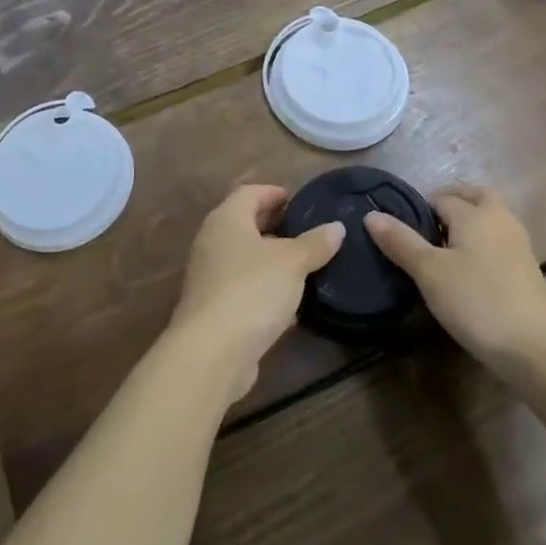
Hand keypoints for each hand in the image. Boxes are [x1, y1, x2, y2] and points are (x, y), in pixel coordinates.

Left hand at [169, 185, 344, 399]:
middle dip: (274, 225)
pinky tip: (288, 301)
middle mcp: (212, 241)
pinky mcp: (213, 308)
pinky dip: (263, 287)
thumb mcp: (292, 263)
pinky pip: (242, 287)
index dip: (273, 193)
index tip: (298, 200)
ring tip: (303, 264)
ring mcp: (209, 276)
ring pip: (243, 257)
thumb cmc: (252, 290)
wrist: (212, 352)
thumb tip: (337, 227)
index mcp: (227, 219)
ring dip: (270, 259)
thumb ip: (315, 243)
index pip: (249, 193)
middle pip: (244, 224)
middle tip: (305, 230)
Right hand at [366, 184, 545, 374]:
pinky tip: (468, 270)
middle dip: (451, 202)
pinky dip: (482, 244)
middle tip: (425, 226)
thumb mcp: (429, 272)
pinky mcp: (527, 269)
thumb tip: (371, 214)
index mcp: (475, 212)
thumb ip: (400, 241)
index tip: (399, 228)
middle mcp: (499, 219)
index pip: (441, 198)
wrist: (537, 348)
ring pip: (489, 218)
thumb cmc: (477, 301)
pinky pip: (498, 241)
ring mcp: (518, 244)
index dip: (418, 208)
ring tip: (442, 248)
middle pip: (474, 196)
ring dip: (468, 223)